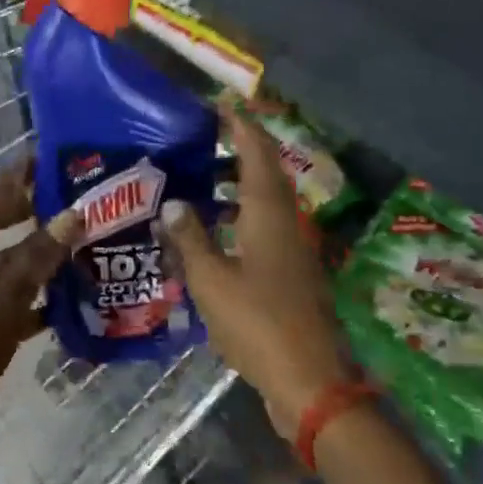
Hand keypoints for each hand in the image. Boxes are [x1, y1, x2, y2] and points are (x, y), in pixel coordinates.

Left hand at [0, 160, 82, 462]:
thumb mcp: (1, 305)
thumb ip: (37, 260)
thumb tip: (73, 214)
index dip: (22, 178)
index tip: (56, 159)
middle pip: (4, 229)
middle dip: (40, 217)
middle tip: (86, 203)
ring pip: (12, 267)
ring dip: (45, 262)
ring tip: (92, 248)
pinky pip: (13, 300)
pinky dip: (39, 300)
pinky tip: (76, 302)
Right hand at [160, 102, 351, 436]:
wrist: (309, 380)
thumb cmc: (257, 323)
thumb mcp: (211, 280)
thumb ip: (190, 238)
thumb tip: (172, 203)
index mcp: (268, 212)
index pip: (256, 151)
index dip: (240, 124)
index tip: (219, 103)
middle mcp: (287, 220)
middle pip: (265, 171)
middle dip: (237, 149)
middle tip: (200, 140)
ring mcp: (294, 247)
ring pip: (266, 200)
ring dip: (238, 184)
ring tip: (200, 181)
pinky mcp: (293, 270)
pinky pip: (266, 225)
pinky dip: (242, 215)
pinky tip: (214, 231)